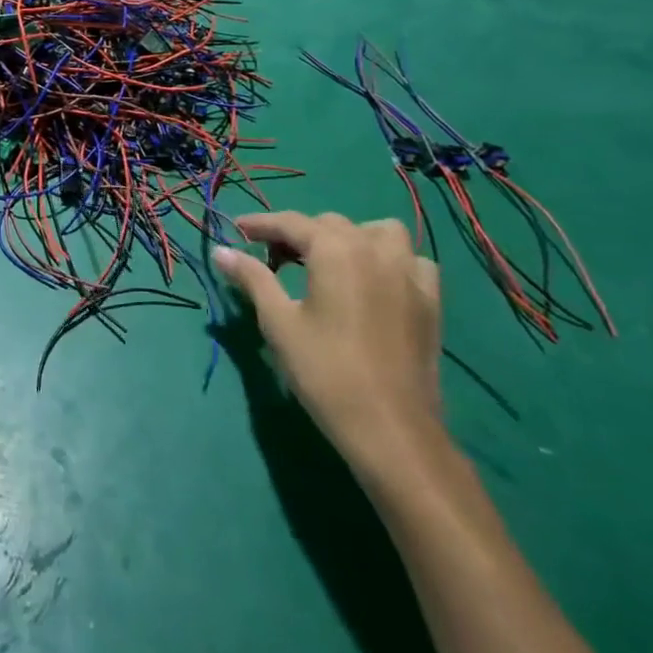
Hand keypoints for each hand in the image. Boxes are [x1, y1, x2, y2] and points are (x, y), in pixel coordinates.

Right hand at [215, 212, 444, 479]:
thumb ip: (252, 278)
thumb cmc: (325, 371)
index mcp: (336, 250)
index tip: (237, 229)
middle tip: (273, 259)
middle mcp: (375, 250)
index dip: (261, 224)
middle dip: (299, 234)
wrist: (390, 429)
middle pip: (331, 224)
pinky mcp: (431, 302)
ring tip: (329, 263)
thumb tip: (221, 251)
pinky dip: (389, 261)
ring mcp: (409, 274)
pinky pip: (412, 261)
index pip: (292, 222)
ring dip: (351, 237)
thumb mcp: (278, 322)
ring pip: (379, 232)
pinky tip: (373, 284)